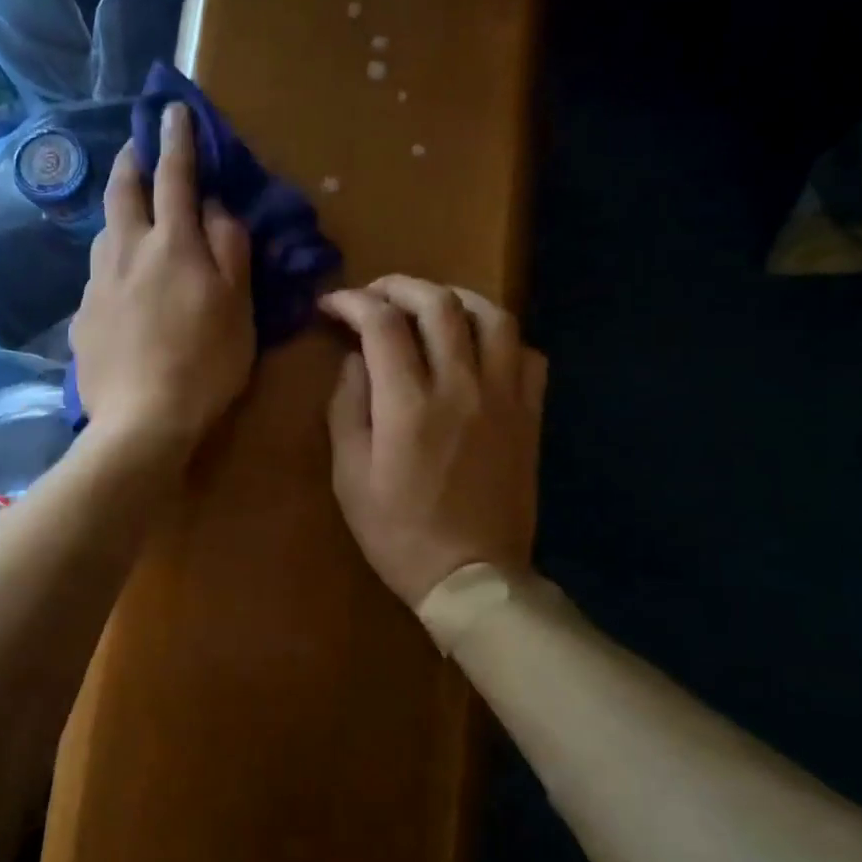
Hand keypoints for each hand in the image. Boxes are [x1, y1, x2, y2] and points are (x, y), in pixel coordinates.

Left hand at [70, 103, 255, 462]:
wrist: (141, 422)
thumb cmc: (205, 364)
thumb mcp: (239, 307)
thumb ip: (229, 248)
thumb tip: (215, 206)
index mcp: (172, 244)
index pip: (174, 176)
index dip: (176, 140)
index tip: (171, 110)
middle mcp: (127, 251)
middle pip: (122, 190)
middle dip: (130, 159)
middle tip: (136, 147)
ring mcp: (97, 283)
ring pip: (105, 230)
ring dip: (119, 210)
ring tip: (131, 215)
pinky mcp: (82, 315)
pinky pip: (98, 273)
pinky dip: (113, 259)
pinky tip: (122, 282)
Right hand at [321, 277, 546, 608]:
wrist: (472, 576)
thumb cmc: (398, 532)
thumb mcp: (349, 476)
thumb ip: (347, 408)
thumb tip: (355, 361)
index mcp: (409, 404)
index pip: (381, 323)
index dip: (352, 302)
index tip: (332, 305)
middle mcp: (461, 386)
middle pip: (438, 304)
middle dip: (400, 286)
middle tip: (375, 294)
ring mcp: (504, 398)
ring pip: (493, 316)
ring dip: (456, 297)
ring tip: (431, 304)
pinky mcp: (530, 415)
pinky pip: (528, 355)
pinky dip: (502, 337)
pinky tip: (480, 346)